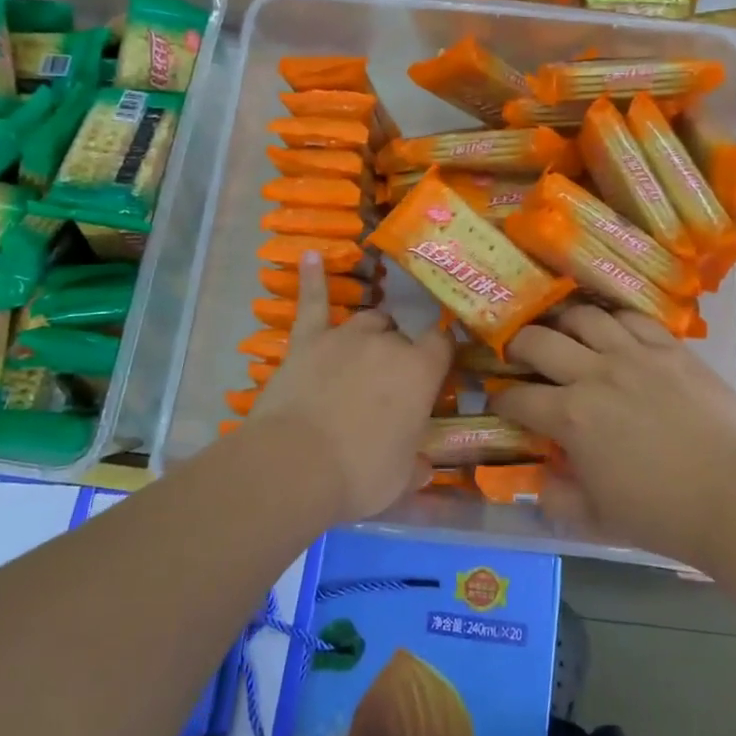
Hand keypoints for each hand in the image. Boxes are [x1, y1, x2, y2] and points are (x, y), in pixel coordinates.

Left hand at [247, 252, 451, 523]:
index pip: (441, 346)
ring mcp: (344, 336)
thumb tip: (424, 465)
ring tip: (363, 354)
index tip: (435, 370)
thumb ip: (416, 465)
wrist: (294, 467)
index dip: (439, 356)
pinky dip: (312, 279)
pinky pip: (312, 302)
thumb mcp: (401, 479)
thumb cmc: (360, 474)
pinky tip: (312, 255)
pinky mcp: (307, 340)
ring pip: (367, 320)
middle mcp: (387, 343)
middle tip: (387, 388)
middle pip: (401, 335)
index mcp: (420, 371)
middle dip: (399, 355)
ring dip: (370, 334)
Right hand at [495, 305, 735, 564]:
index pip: (518, 398)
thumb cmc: (662, 514)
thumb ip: (558, 499)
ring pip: (584, 317)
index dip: (502, 400)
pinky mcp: (671, 349)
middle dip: (518, 346)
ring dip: (563, 322)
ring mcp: (635, 355)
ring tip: (564, 333)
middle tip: (519, 355)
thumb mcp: (597, 519)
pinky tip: (613, 329)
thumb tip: (542, 482)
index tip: (501, 403)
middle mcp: (595, 374)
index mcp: (571, 417)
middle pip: (538, 340)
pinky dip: (614, 319)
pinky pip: (633, 317)